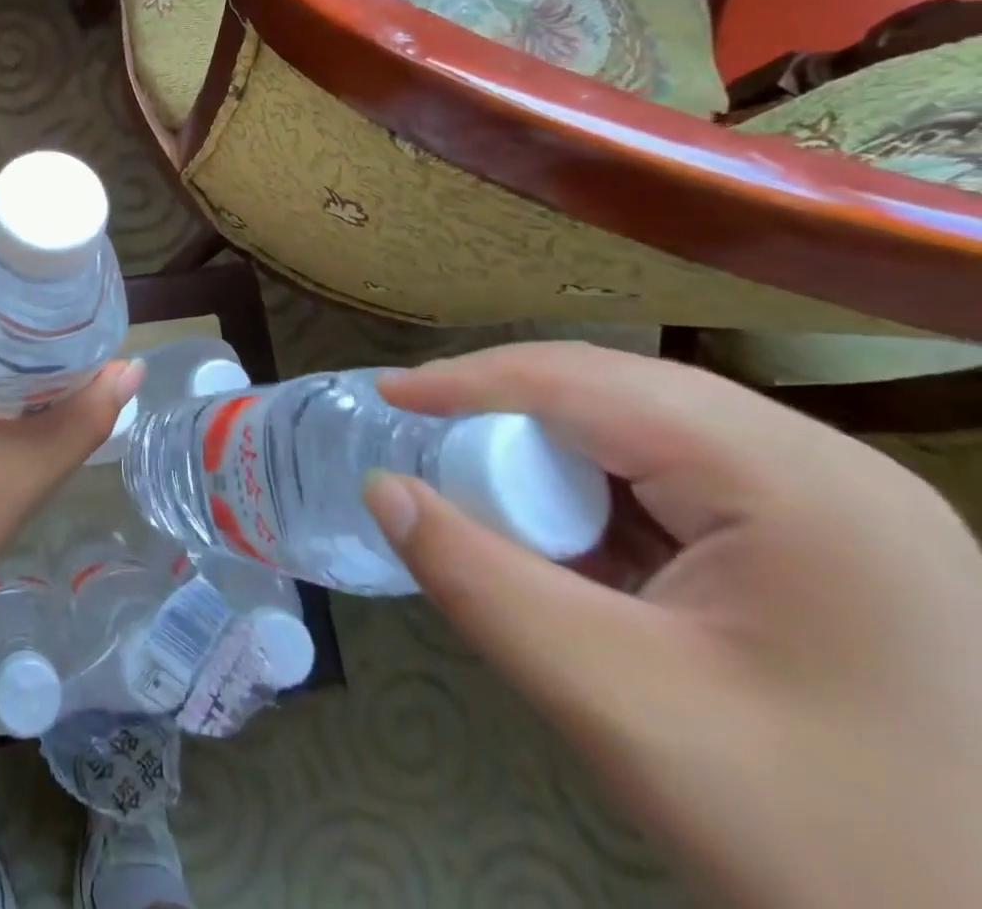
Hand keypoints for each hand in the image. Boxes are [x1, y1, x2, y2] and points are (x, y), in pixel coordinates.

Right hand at [366, 342, 981, 908]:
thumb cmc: (835, 846)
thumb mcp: (621, 705)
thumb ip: (480, 582)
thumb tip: (383, 489)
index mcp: (794, 482)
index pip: (590, 383)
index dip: (471, 379)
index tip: (386, 395)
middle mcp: (827, 466)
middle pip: (621, 396)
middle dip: (512, 420)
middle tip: (434, 460)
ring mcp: (844, 505)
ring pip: (647, 433)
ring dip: (557, 461)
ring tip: (497, 506)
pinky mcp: (840, 545)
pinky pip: (684, 482)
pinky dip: (607, 499)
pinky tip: (579, 548)